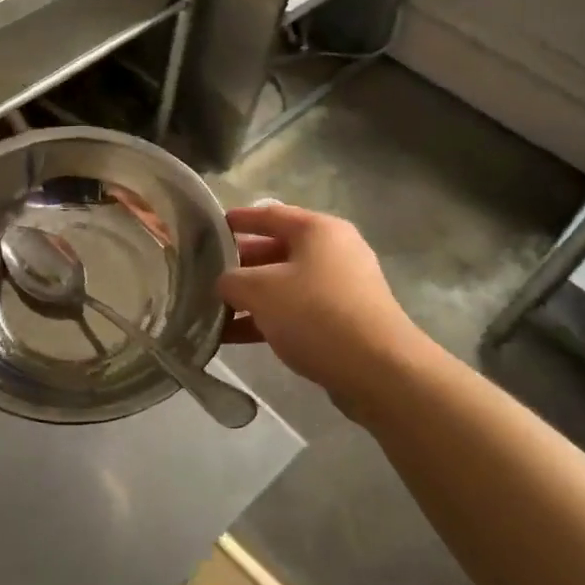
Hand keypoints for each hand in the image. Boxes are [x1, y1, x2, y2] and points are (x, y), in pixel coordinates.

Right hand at [218, 204, 425, 404]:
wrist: (379, 370)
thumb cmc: (316, 314)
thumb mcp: (261, 290)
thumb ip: (232, 280)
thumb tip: (224, 283)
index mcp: (318, 230)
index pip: (270, 214)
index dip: (238, 219)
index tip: (209, 227)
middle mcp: (333, 251)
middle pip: (276, 250)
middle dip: (240, 265)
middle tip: (204, 275)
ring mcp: (341, 288)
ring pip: (284, 285)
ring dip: (250, 298)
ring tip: (212, 310)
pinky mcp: (344, 321)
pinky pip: (296, 312)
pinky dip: (267, 320)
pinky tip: (234, 337)